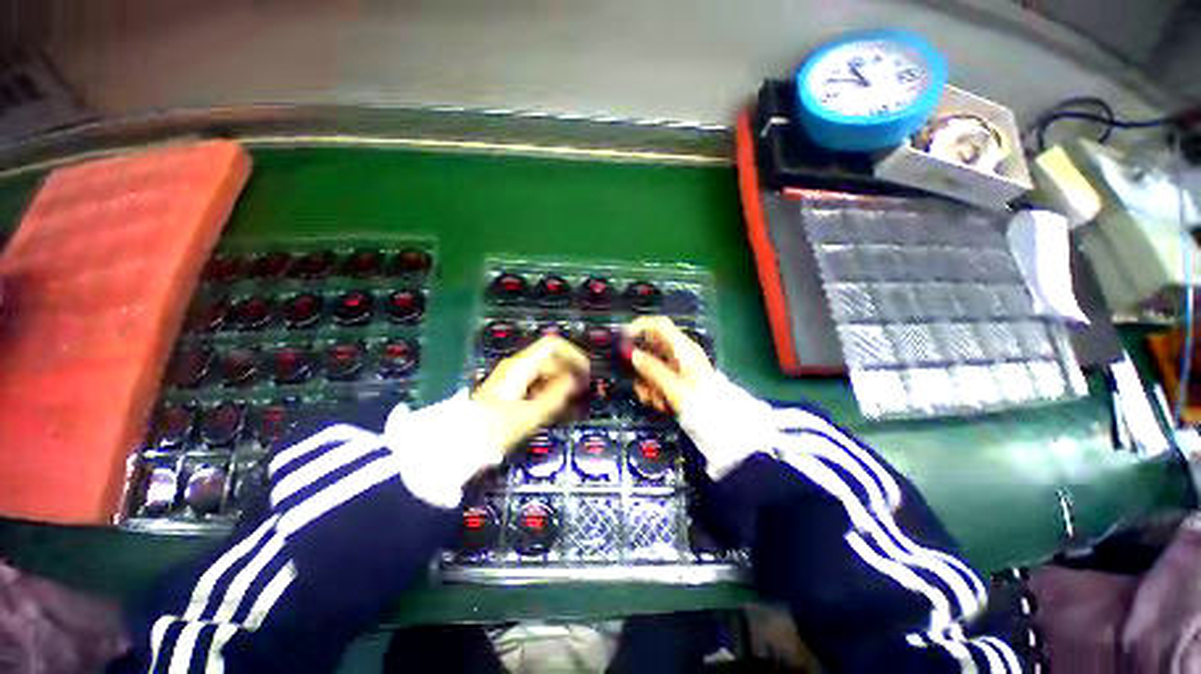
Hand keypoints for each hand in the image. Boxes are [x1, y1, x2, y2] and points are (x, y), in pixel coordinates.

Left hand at [472, 335, 588, 455]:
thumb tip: (575, 380)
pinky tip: (553, 401)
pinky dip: (549, 385)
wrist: (464, 439)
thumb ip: (558, 393)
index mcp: (521, 365)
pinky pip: (536, 378)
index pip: (553, 344)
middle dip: (568, 369)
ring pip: (544, 368)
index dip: (573, 354)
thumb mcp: (533, 412)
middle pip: (550, 356)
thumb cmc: (498, 426)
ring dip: (560, 378)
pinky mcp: (510, 385)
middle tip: (580, 388)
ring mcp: (512, 373)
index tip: (584, 370)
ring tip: (570, 397)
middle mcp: (517, 364)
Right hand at [623, 316, 713, 414]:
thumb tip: (633, 354)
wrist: (723, 423)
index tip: (624, 340)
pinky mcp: (678, 379)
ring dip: (647, 383)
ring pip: (652, 366)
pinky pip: (659, 378)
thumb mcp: (673, 386)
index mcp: (683, 348)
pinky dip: (655, 390)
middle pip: (652, 348)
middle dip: (641, 366)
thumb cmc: (700, 402)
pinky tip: (659, 404)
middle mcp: (680, 353)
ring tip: (652, 400)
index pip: (659, 324)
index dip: (640, 326)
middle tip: (637, 383)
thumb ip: (652, 368)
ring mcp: (679, 366)